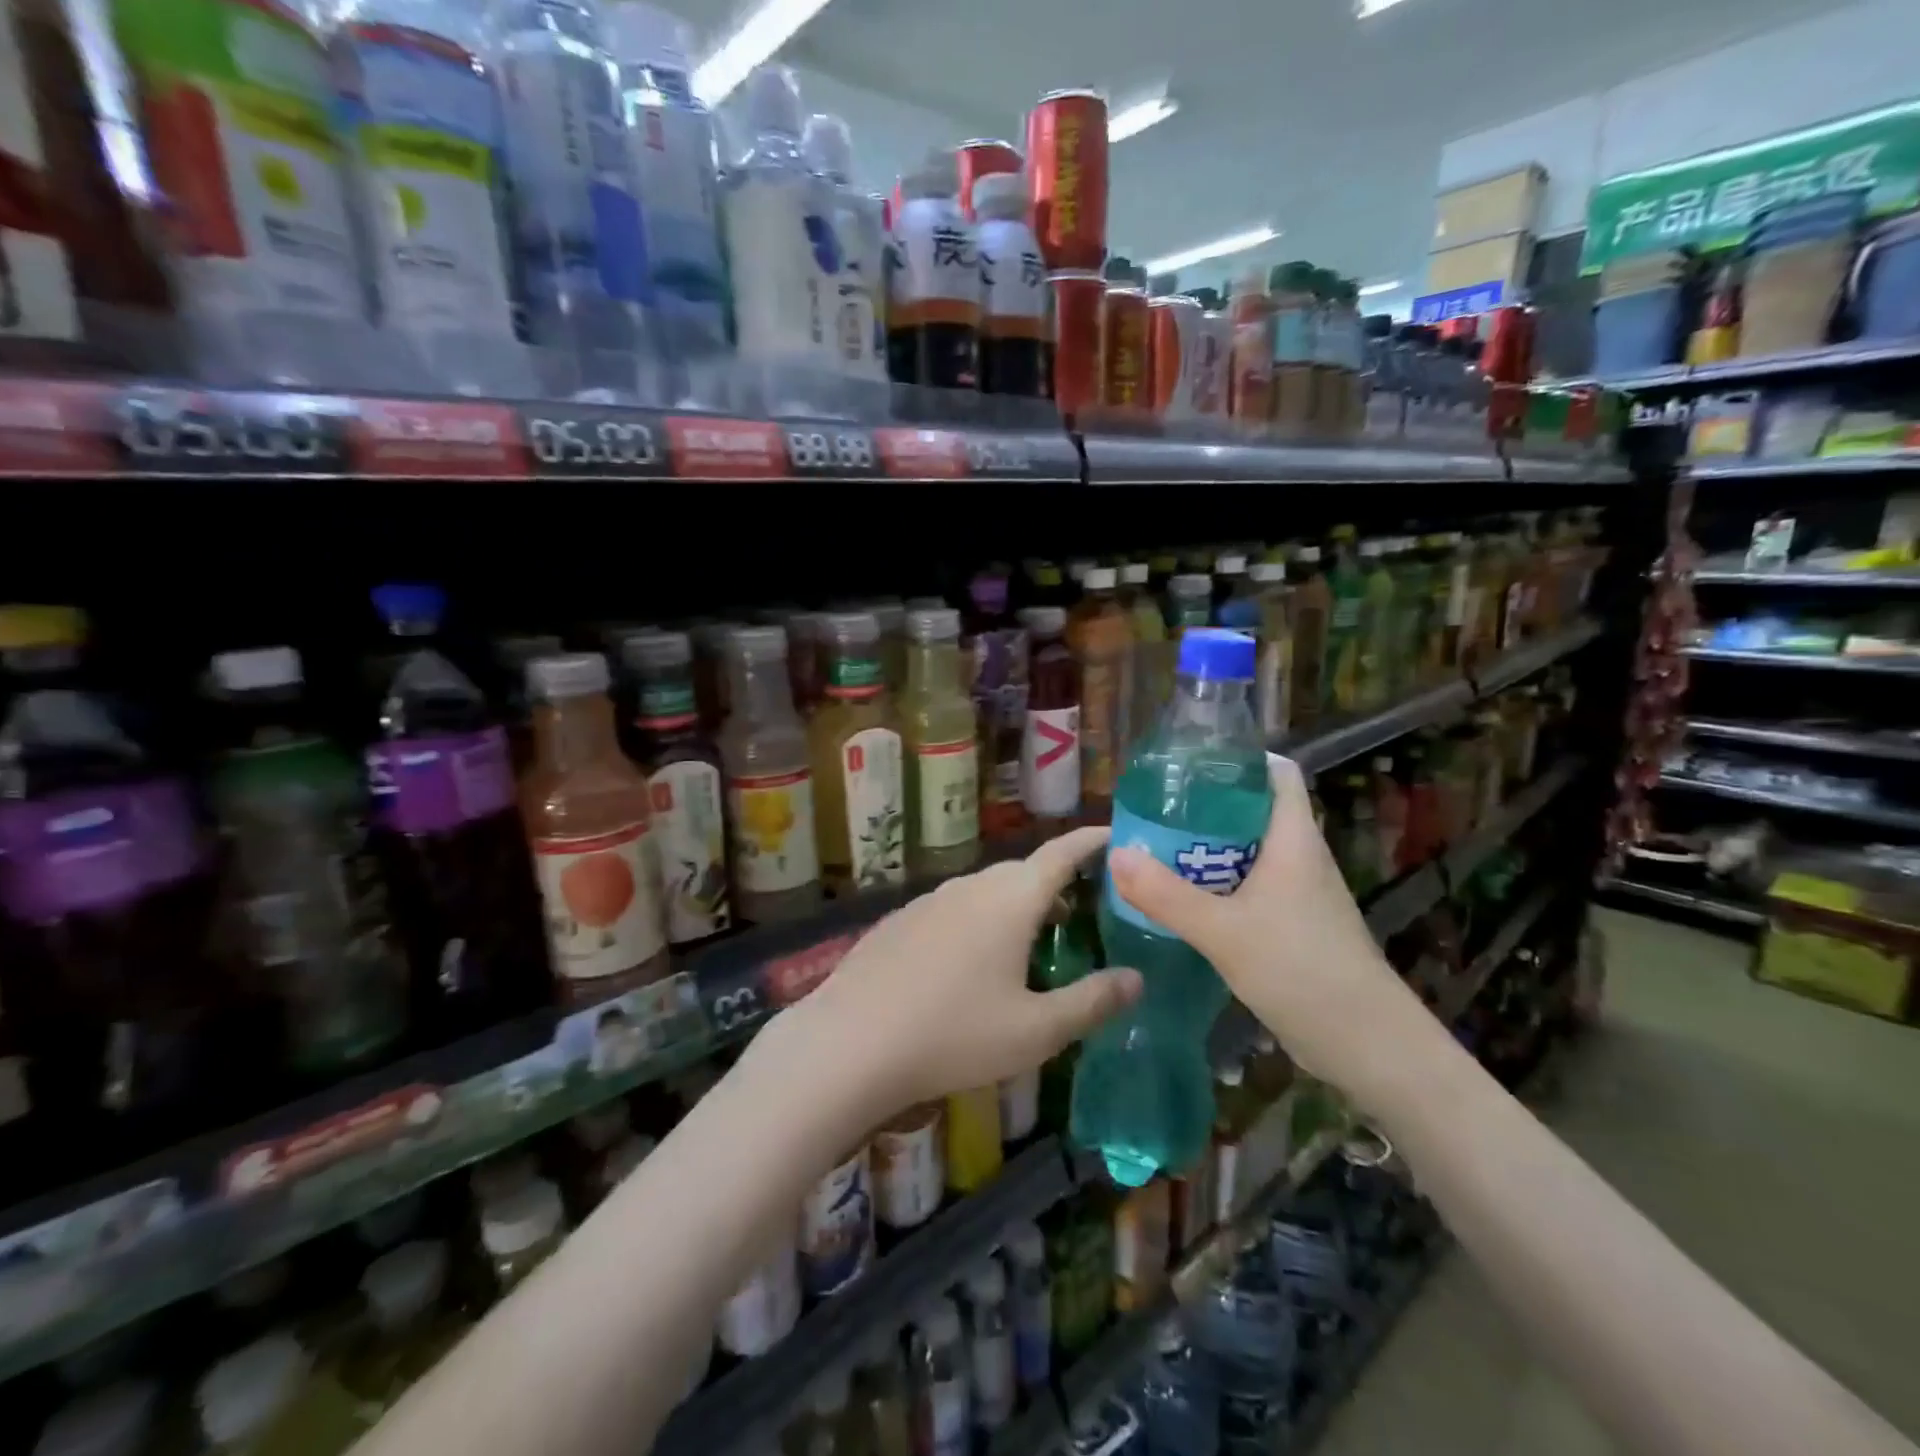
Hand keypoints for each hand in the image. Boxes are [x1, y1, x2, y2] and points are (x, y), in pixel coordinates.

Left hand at [793, 828, 1141, 1116]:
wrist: (850, 1042)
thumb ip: (1092, 1002)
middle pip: (1023, 872)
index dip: (1092, 841)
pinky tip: (971, 965)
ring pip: (986, 892)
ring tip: (1033, 942)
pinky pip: (954, 910)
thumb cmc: (954, 1034)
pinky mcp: (900, 921)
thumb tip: (1136, 978)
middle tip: (1084, 910)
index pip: (1061, 853)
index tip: (1117, 834)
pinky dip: (979, 922)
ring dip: (1015, 906)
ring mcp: (929, 901)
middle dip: (1057, 883)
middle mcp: (970, 887)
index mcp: (1010, 899)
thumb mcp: (1036, 1031)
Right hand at [1107, 758, 1443, 1116]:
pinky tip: (1184, 898)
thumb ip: (1167, 895)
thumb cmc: (1302, 971)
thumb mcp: (1224, 932)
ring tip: (1157, 847)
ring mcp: (1299, 892)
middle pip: (1253, 810)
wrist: (1368, 1046)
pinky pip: (1250, 886)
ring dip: (1207, 848)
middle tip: (1155, 808)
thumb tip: (1116, 854)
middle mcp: (1299, 856)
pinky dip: (1217, 884)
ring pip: (1249, 851)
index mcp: (1294, 838)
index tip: (1188, 762)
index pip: (1277, 773)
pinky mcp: (1294, 924)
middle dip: (1206, 806)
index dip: (1238, 759)